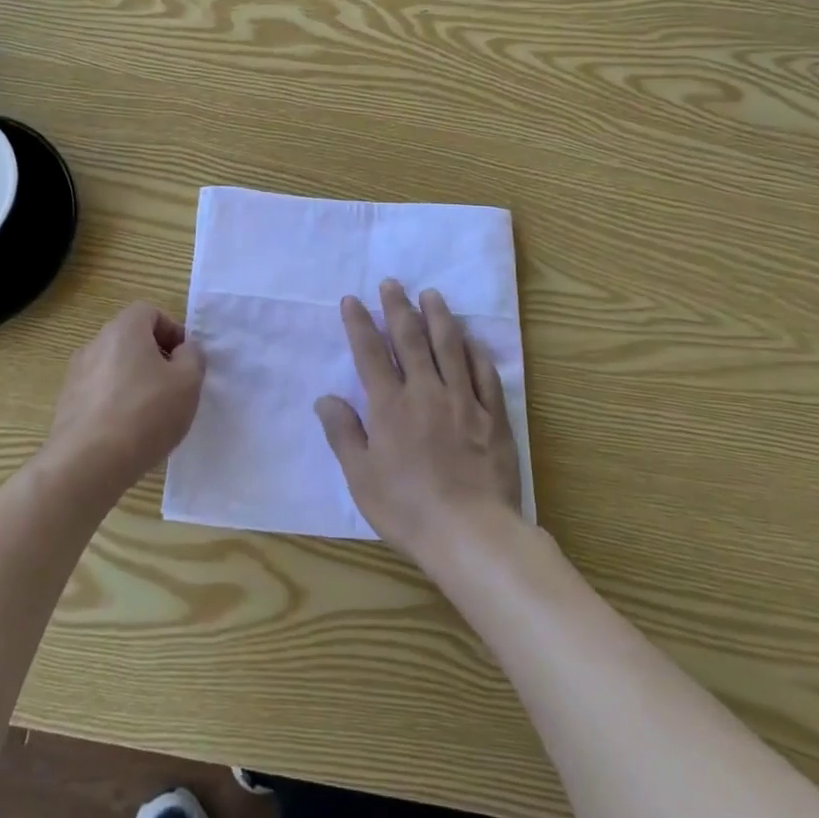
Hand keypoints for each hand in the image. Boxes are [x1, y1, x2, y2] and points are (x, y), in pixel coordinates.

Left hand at [44, 302, 204, 496]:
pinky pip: (100, 393)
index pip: (150, 312)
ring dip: (135, 381)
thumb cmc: (145, 414)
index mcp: (124, 329)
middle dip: (156, 357)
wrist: (87, 464)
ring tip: (153, 414)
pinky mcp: (67, 404)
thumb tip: (184, 350)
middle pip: (131, 338)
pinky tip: (129, 432)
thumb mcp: (188, 382)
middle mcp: (95, 344)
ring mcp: (76, 374)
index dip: (172, 330)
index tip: (186, 360)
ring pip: (115, 367)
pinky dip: (116, 402)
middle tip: (174, 386)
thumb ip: (193, 357)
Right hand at [315, 281, 521, 561]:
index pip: (370, 353)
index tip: (352, 300)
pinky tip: (471, 339)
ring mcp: (464, 402)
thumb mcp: (361, 477)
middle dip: (398, 308)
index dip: (359, 324)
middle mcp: (426, 393)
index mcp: (390, 406)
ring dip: (439, 317)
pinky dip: (476, 352)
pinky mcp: (493, 417)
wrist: (471, 533)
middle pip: (410, 340)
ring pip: (450, 348)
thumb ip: (343, 433)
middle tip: (392, 283)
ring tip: (431, 294)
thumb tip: (325, 398)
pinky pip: (485, 374)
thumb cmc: (407, 508)